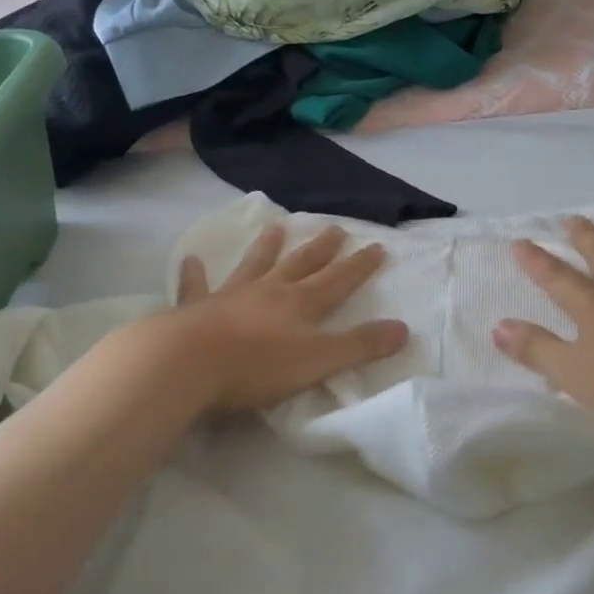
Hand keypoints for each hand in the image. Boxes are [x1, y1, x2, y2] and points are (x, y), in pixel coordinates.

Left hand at [171, 224, 408, 410]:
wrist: (188, 362)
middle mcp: (270, 291)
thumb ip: (360, 345)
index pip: (338, 280)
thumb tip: (404, 329)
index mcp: (301, 304)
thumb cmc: (258, 366)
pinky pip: (197, 286)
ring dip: (267, 247)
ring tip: (277, 227)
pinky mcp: (196, 308)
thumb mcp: (319, 360)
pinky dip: (195, 274)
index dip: (359, 265)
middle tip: (336, 228)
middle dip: (322, 249)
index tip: (376, 245)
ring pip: (255, 265)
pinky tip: (191, 260)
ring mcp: (231, 296)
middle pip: (302, 265)